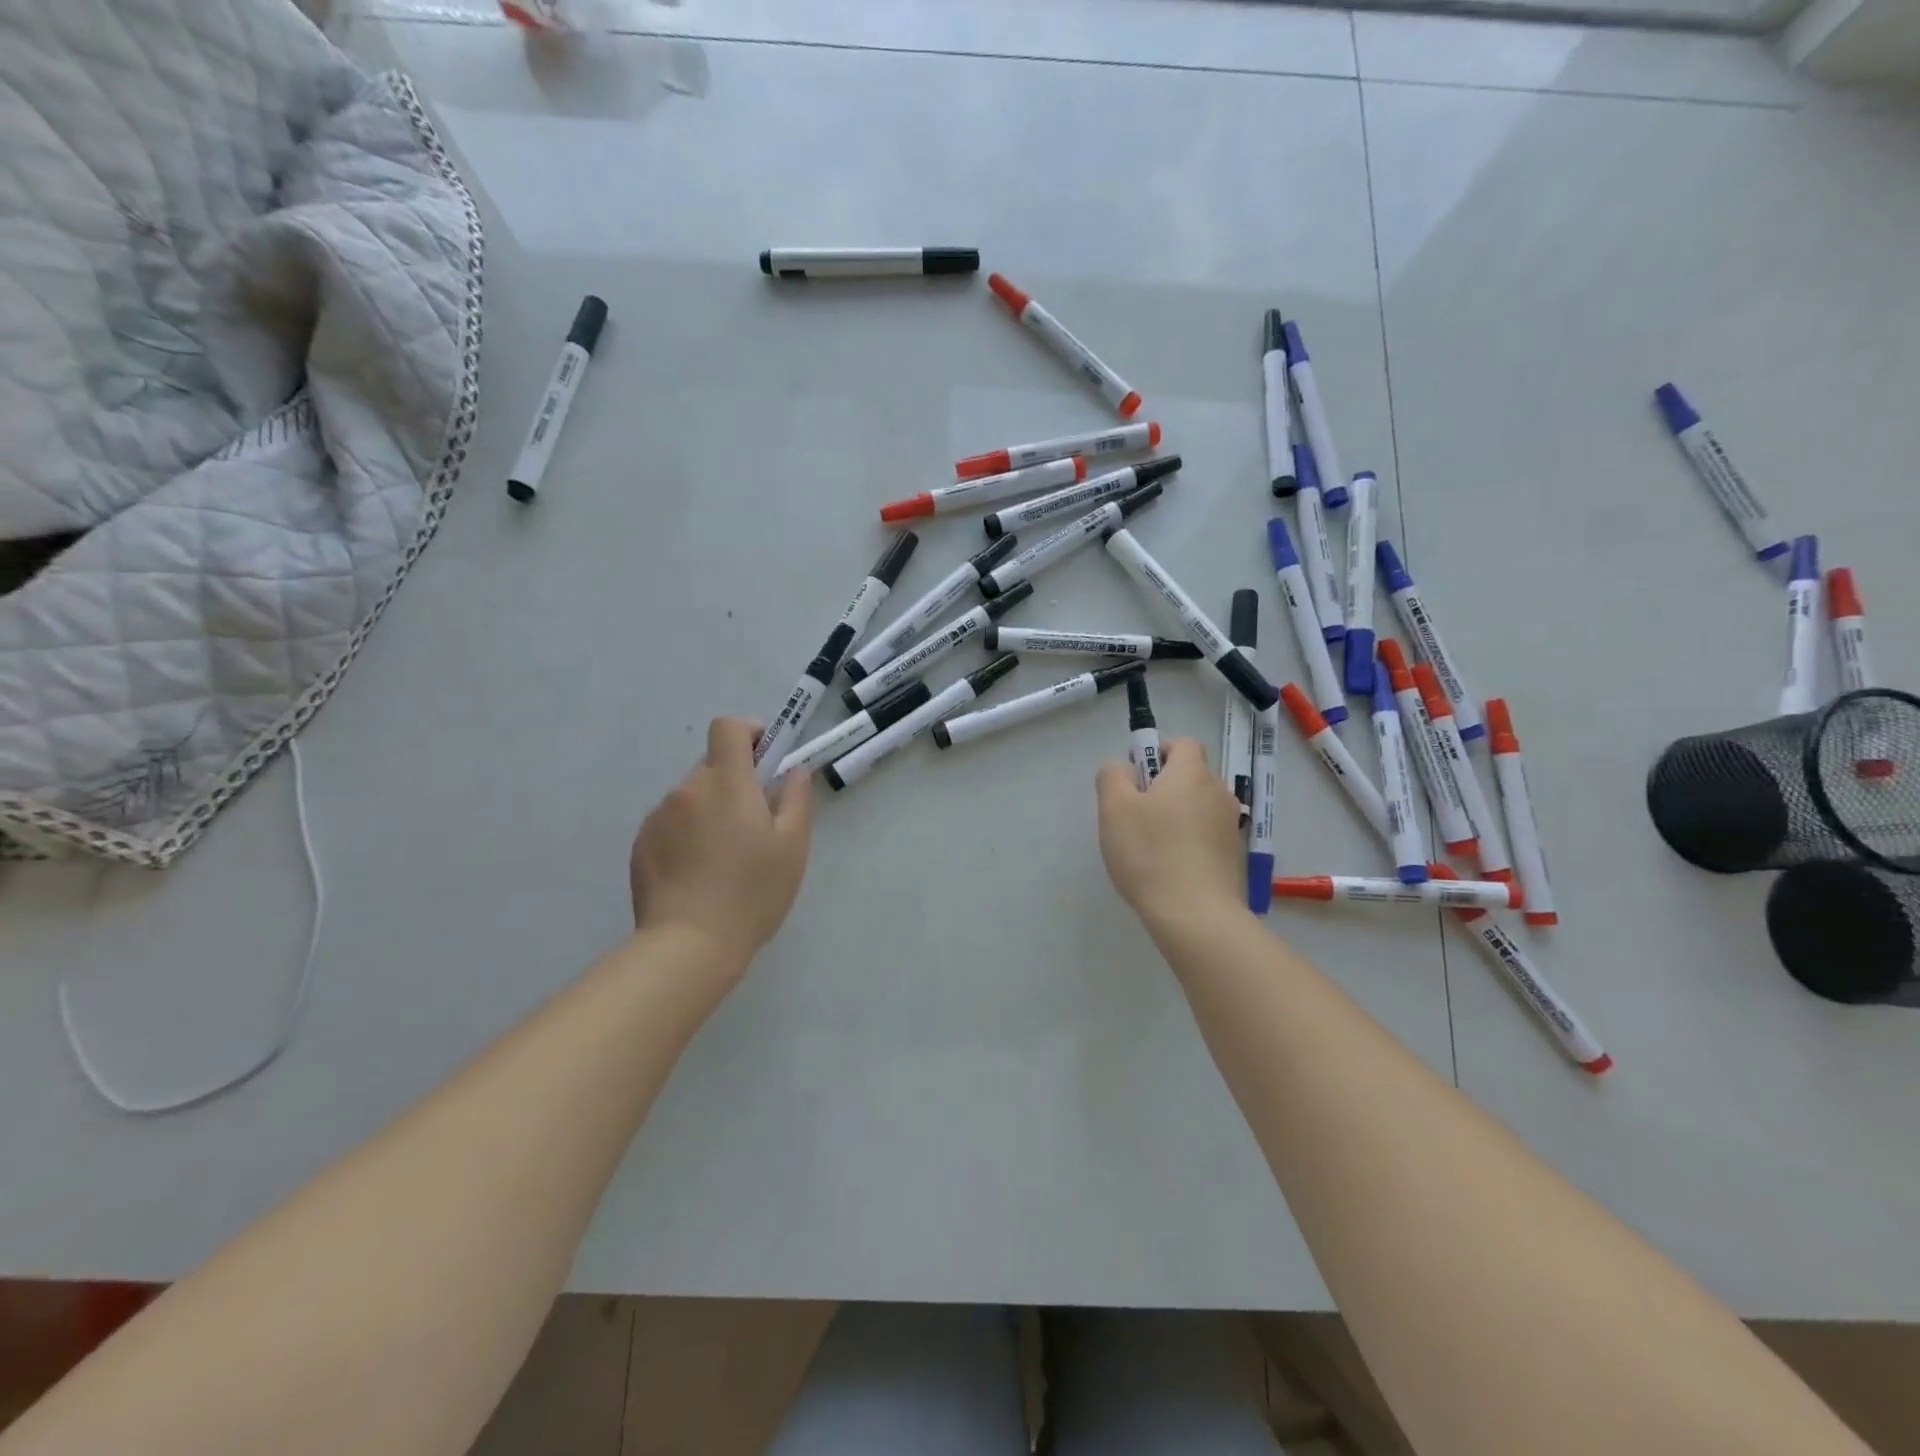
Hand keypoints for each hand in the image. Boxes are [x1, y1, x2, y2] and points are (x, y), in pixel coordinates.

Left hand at [629, 717, 812, 967]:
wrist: (688, 946)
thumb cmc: (751, 893)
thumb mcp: (792, 847)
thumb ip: (796, 799)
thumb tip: (793, 771)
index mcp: (727, 783)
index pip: (728, 728)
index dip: (750, 733)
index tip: (767, 760)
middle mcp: (687, 790)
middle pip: (713, 764)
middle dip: (736, 781)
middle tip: (756, 823)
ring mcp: (658, 817)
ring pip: (692, 796)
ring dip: (711, 809)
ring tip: (726, 856)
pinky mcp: (640, 844)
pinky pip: (671, 822)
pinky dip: (688, 833)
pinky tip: (699, 873)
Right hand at [1096, 737, 1244, 929]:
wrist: (1195, 915)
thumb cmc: (1150, 853)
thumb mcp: (1114, 808)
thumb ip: (1113, 776)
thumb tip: (1124, 769)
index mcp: (1192, 774)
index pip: (1182, 744)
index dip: (1157, 751)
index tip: (1135, 776)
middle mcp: (1219, 793)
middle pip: (1190, 776)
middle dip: (1163, 787)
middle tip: (1133, 814)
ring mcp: (1230, 827)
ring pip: (1197, 807)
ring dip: (1175, 815)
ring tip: (1149, 846)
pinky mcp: (1233, 857)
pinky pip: (1205, 835)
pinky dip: (1188, 841)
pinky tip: (1167, 867)